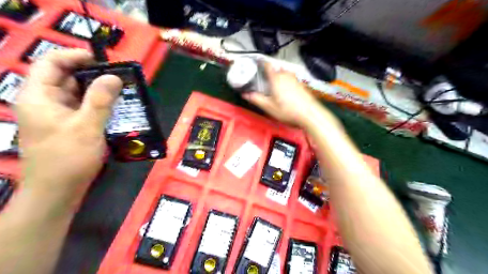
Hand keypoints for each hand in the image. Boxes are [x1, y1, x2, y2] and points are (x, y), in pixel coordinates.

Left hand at [16, 49, 122, 206]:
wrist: (58, 190)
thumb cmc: (68, 157)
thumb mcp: (87, 126)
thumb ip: (101, 99)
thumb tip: (114, 76)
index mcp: (39, 96)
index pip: (51, 64)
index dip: (75, 56)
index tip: (102, 60)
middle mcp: (44, 102)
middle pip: (66, 77)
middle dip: (92, 74)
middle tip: (119, 76)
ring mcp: (56, 114)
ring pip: (77, 93)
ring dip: (98, 90)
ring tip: (121, 89)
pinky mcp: (68, 125)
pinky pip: (83, 107)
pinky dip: (98, 104)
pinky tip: (115, 107)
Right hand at [243, 63, 320, 125]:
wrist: (310, 114)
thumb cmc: (288, 110)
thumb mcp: (269, 107)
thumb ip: (256, 99)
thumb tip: (245, 94)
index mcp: (276, 78)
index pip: (267, 65)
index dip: (261, 63)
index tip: (256, 65)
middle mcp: (286, 75)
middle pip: (276, 70)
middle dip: (269, 74)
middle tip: (264, 82)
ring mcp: (295, 79)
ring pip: (284, 74)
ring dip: (278, 78)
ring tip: (274, 88)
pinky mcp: (301, 85)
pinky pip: (291, 80)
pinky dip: (286, 83)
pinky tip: (286, 93)